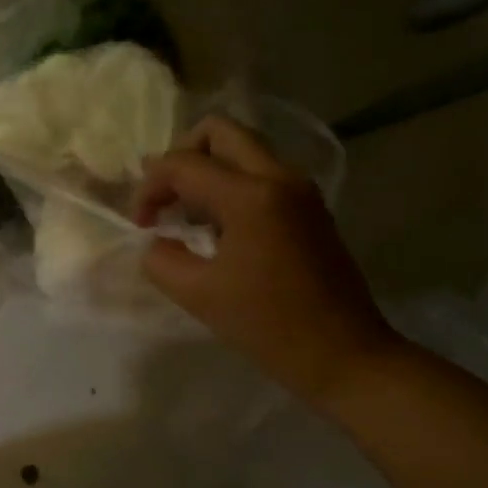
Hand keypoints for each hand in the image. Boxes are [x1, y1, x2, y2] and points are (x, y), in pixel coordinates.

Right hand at [134, 115, 402, 408]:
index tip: (142, 225)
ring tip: (188, 213)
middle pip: (219, 131)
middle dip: (181, 156)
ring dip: (207, 168)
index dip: (149, 187)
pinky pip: (261, 172)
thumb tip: (157, 241)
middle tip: (166, 197)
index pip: (182, 163)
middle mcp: (279, 177)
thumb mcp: (197, 294)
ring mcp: (300, 189)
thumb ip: (161, 258)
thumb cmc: (268, 326)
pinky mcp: (310, 207)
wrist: (345, 356)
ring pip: (243, 148)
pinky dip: (230, 183)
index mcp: (250, 196)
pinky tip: (218, 227)